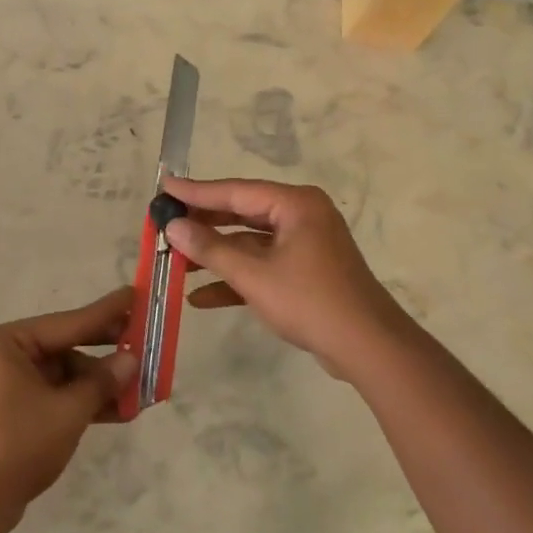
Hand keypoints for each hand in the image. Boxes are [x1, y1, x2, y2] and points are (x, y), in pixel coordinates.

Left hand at [0, 288, 136, 532]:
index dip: (107, 312)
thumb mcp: (67, 411)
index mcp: (9, 342)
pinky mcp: (16, 411)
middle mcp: (7, 355)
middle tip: (146, 343)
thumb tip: (131, 359)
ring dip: (100, 385)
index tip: (136, 294)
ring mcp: (10, 384)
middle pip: (68, 346)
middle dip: (107, 352)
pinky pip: (57, 396)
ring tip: (142, 389)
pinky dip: (84, 403)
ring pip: (66, 375)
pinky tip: (120, 411)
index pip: (69, 321)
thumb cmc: (16, 444)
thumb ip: (101, 382)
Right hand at [162, 176, 414, 379]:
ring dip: (216, 256)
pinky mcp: (305, 272)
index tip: (164, 186)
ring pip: (249, 243)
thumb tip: (173, 227)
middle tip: (165, 222)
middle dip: (203, 224)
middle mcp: (301, 217)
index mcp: (295, 205)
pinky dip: (236, 279)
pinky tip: (200, 298)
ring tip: (175, 262)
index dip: (196, 192)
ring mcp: (304, 245)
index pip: (236, 191)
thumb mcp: (253, 275)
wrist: (367, 347)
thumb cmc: (310, 301)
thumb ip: (210, 249)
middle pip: (242, 214)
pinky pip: (263, 267)